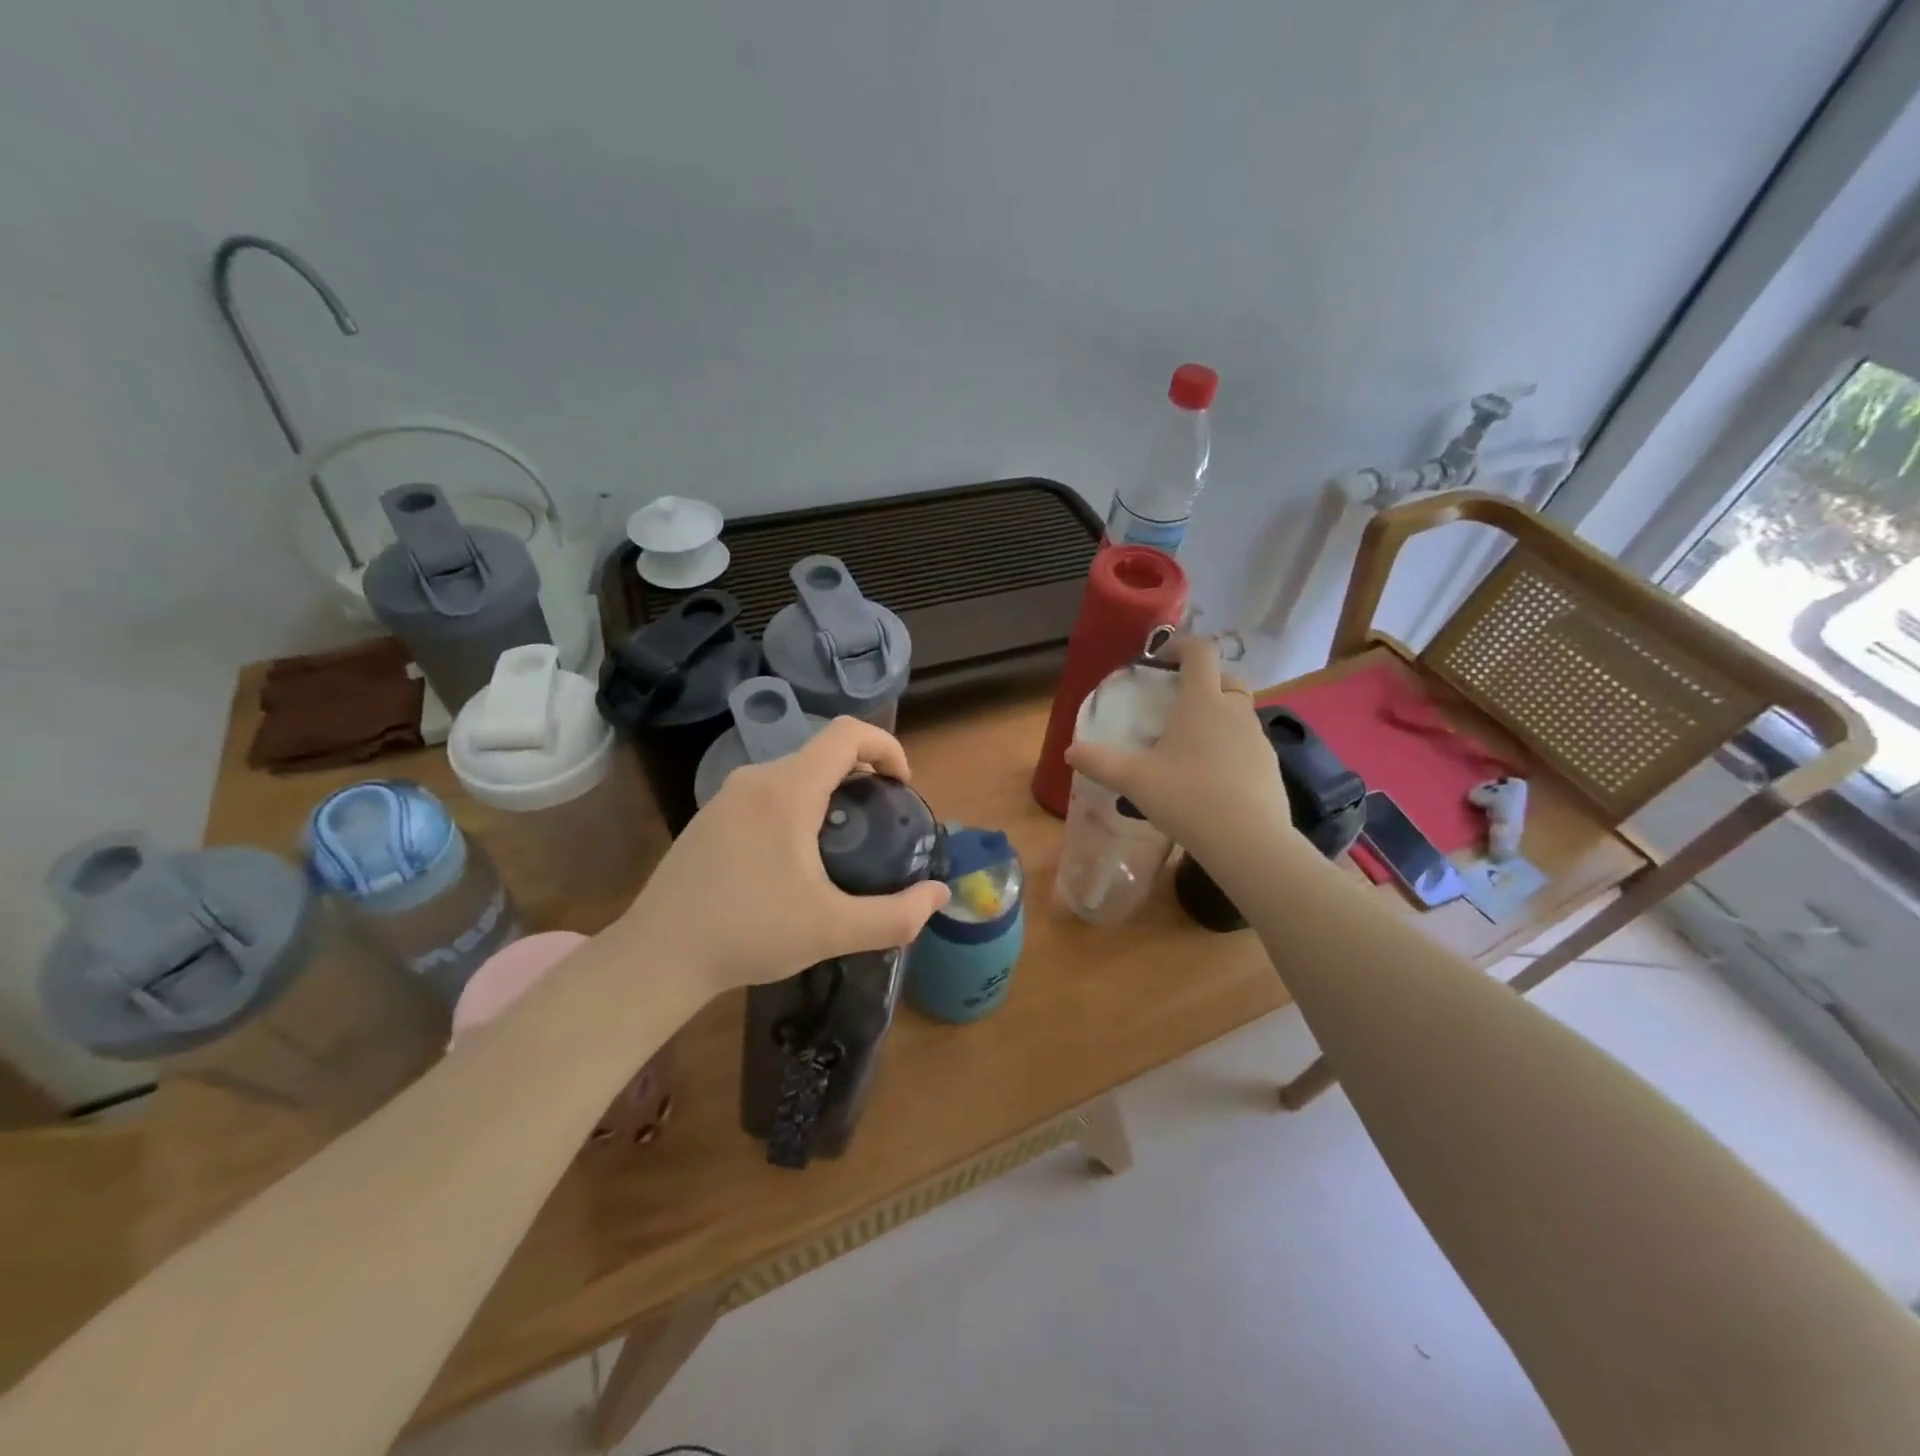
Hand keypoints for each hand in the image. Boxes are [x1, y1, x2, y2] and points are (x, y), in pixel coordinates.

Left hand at [622, 716, 951, 998]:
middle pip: (822, 753)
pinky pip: (767, 793)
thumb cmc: (749, 933)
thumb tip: (939, 896)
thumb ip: (895, 915)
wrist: (658, 956)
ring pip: (793, 774)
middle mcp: (756, 779)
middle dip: (862, 775)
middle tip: (879, 822)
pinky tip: (793, 861)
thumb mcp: (832, 930)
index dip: (886, 747)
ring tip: (842, 844)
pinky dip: (797, 806)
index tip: (902, 786)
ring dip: (828, 793)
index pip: (847, 733)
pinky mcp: (709, 818)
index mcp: (788, 790)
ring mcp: (726, 796)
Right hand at [1065, 636, 1299, 866]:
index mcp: (1202, 702)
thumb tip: (1070, 751)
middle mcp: (1235, 711)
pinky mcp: (1270, 765)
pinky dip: (1231, 746)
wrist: (1249, 842)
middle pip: (1226, 678)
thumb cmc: (1188, 797)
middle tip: (1177, 702)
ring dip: (1218, 715)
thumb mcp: (1134, 781)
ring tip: (1191, 744)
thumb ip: (1099, 762)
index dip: (1181, 645)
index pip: (1200, 651)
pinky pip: (1247, 743)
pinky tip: (1212, 776)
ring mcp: (1257, 738)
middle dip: (1204, 680)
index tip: (1160, 658)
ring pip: (1239, 712)